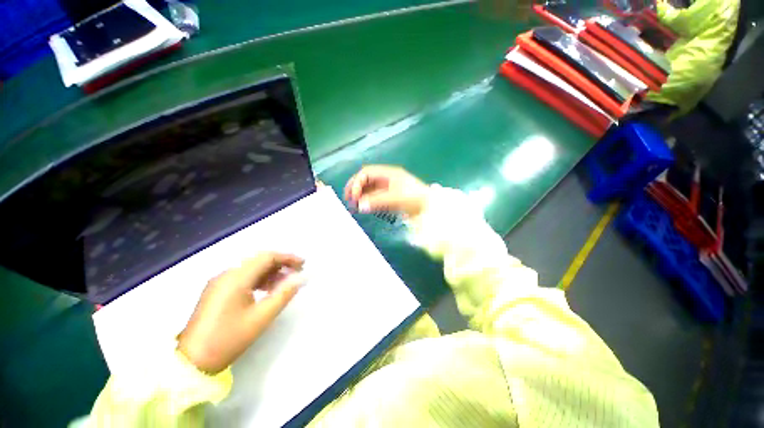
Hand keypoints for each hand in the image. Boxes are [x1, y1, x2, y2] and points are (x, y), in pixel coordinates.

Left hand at [177, 253, 305, 373]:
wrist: (192, 362)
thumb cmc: (229, 339)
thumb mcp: (262, 317)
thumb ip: (284, 294)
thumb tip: (301, 279)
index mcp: (236, 278)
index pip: (267, 257)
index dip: (287, 258)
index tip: (303, 264)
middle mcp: (226, 274)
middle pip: (259, 260)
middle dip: (280, 264)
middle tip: (297, 273)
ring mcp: (219, 282)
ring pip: (251, 269)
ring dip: (270, 272)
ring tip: (286, 282)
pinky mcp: (216, 291)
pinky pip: (242, 278)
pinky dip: (258, 279)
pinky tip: (268, 289)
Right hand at [344, 165, 428, 217]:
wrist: (429, 207)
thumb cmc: (414, 198)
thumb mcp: (395, 198)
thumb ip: (377, 201)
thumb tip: (359, 205)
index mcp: (388, 173)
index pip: (366, 173)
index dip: (357, 182)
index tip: (353, 196)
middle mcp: (386, 179)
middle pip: (366, 179)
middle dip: (355, 188)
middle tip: (348, 200)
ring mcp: (388, 188)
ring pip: (369, 189)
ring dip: (360, 195)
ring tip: (353, 205)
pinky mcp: (390, 197)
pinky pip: (375, 197)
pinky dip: (367, 201)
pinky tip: (363, 207)